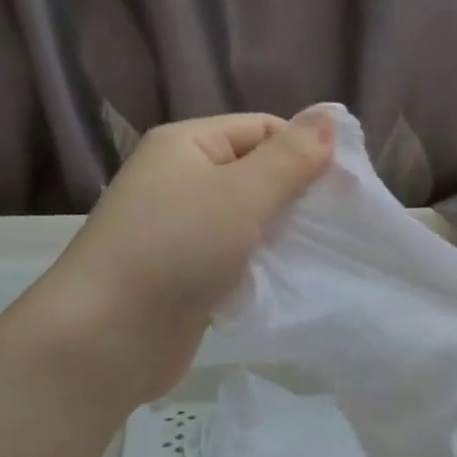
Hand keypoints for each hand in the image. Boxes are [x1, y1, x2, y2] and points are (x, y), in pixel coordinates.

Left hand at [30, 111, 332, 402]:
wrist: (110, 334)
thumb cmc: (176, 248)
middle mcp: (181, 182)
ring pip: (249, 224)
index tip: (346, 187)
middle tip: (338, 226)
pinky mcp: (187, 278)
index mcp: (187, 146)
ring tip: (321, 256)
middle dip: (298, 198)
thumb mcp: (241, 194)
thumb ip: (290, 160)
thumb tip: (328, 121)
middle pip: (256, 176)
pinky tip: (287, 284)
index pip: (262, 130)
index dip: (305, 151)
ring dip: (282, 238)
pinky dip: (261, 270)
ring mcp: (182, 233)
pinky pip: (236, 262)